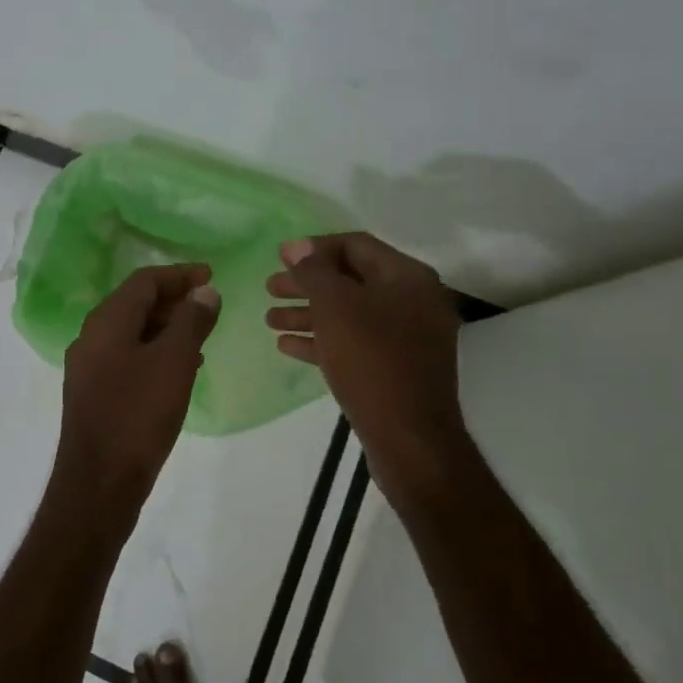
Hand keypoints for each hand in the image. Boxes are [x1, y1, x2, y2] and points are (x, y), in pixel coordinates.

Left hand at [50, 264, 221, 527]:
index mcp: (106, 322)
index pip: (144, 281)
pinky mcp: (93, 393)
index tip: (210, 275)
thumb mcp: (174, 362)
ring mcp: (88, 367)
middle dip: (172, 300)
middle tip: (208, 305)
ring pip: (131, 332)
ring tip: (200, 336)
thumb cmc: (138, 415)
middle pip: (134, 303)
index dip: (179, 275)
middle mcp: (91, 337)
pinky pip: (127, 358)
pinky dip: (154, 353)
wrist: (99, 483)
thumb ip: (191, 321)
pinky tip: (178, 370)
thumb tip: (204, 291)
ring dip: (165, 328)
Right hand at [265, 233, 465, 506]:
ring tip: (270, 319)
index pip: (356, 245)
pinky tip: (287, 346)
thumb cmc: (371, 360)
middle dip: (307, 283)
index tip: (280, 257)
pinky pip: (355, 343)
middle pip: (350, 280)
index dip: (314, 248)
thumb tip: (297, 246)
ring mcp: (407, 338)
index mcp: (407, 277)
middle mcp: (413, 301)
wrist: (409, 438)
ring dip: (308, 313)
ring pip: (349, 314)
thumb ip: (314, 271)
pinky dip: (322, 340)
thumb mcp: (336, 307)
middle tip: (269, 287)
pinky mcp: (396, 368)